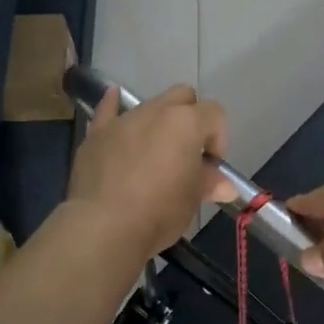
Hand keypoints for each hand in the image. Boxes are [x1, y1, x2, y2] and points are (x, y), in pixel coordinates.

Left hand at [66, 85, 235, 262]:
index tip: (211, 167)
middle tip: (187, 153)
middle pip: (182, 97)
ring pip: (149, 105)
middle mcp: (156, 111)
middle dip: (191, 118)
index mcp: (187, 123)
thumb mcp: (192, 200)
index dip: (218, 138)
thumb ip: (209, 183)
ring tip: (154, 154)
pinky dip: (114, 105)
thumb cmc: (159, 211)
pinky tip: (114, 100)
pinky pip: (108, 109)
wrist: (104, 226)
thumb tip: (226, 186)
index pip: (215, 114)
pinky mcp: (97, 133)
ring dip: (158, 122)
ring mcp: (124, 119)